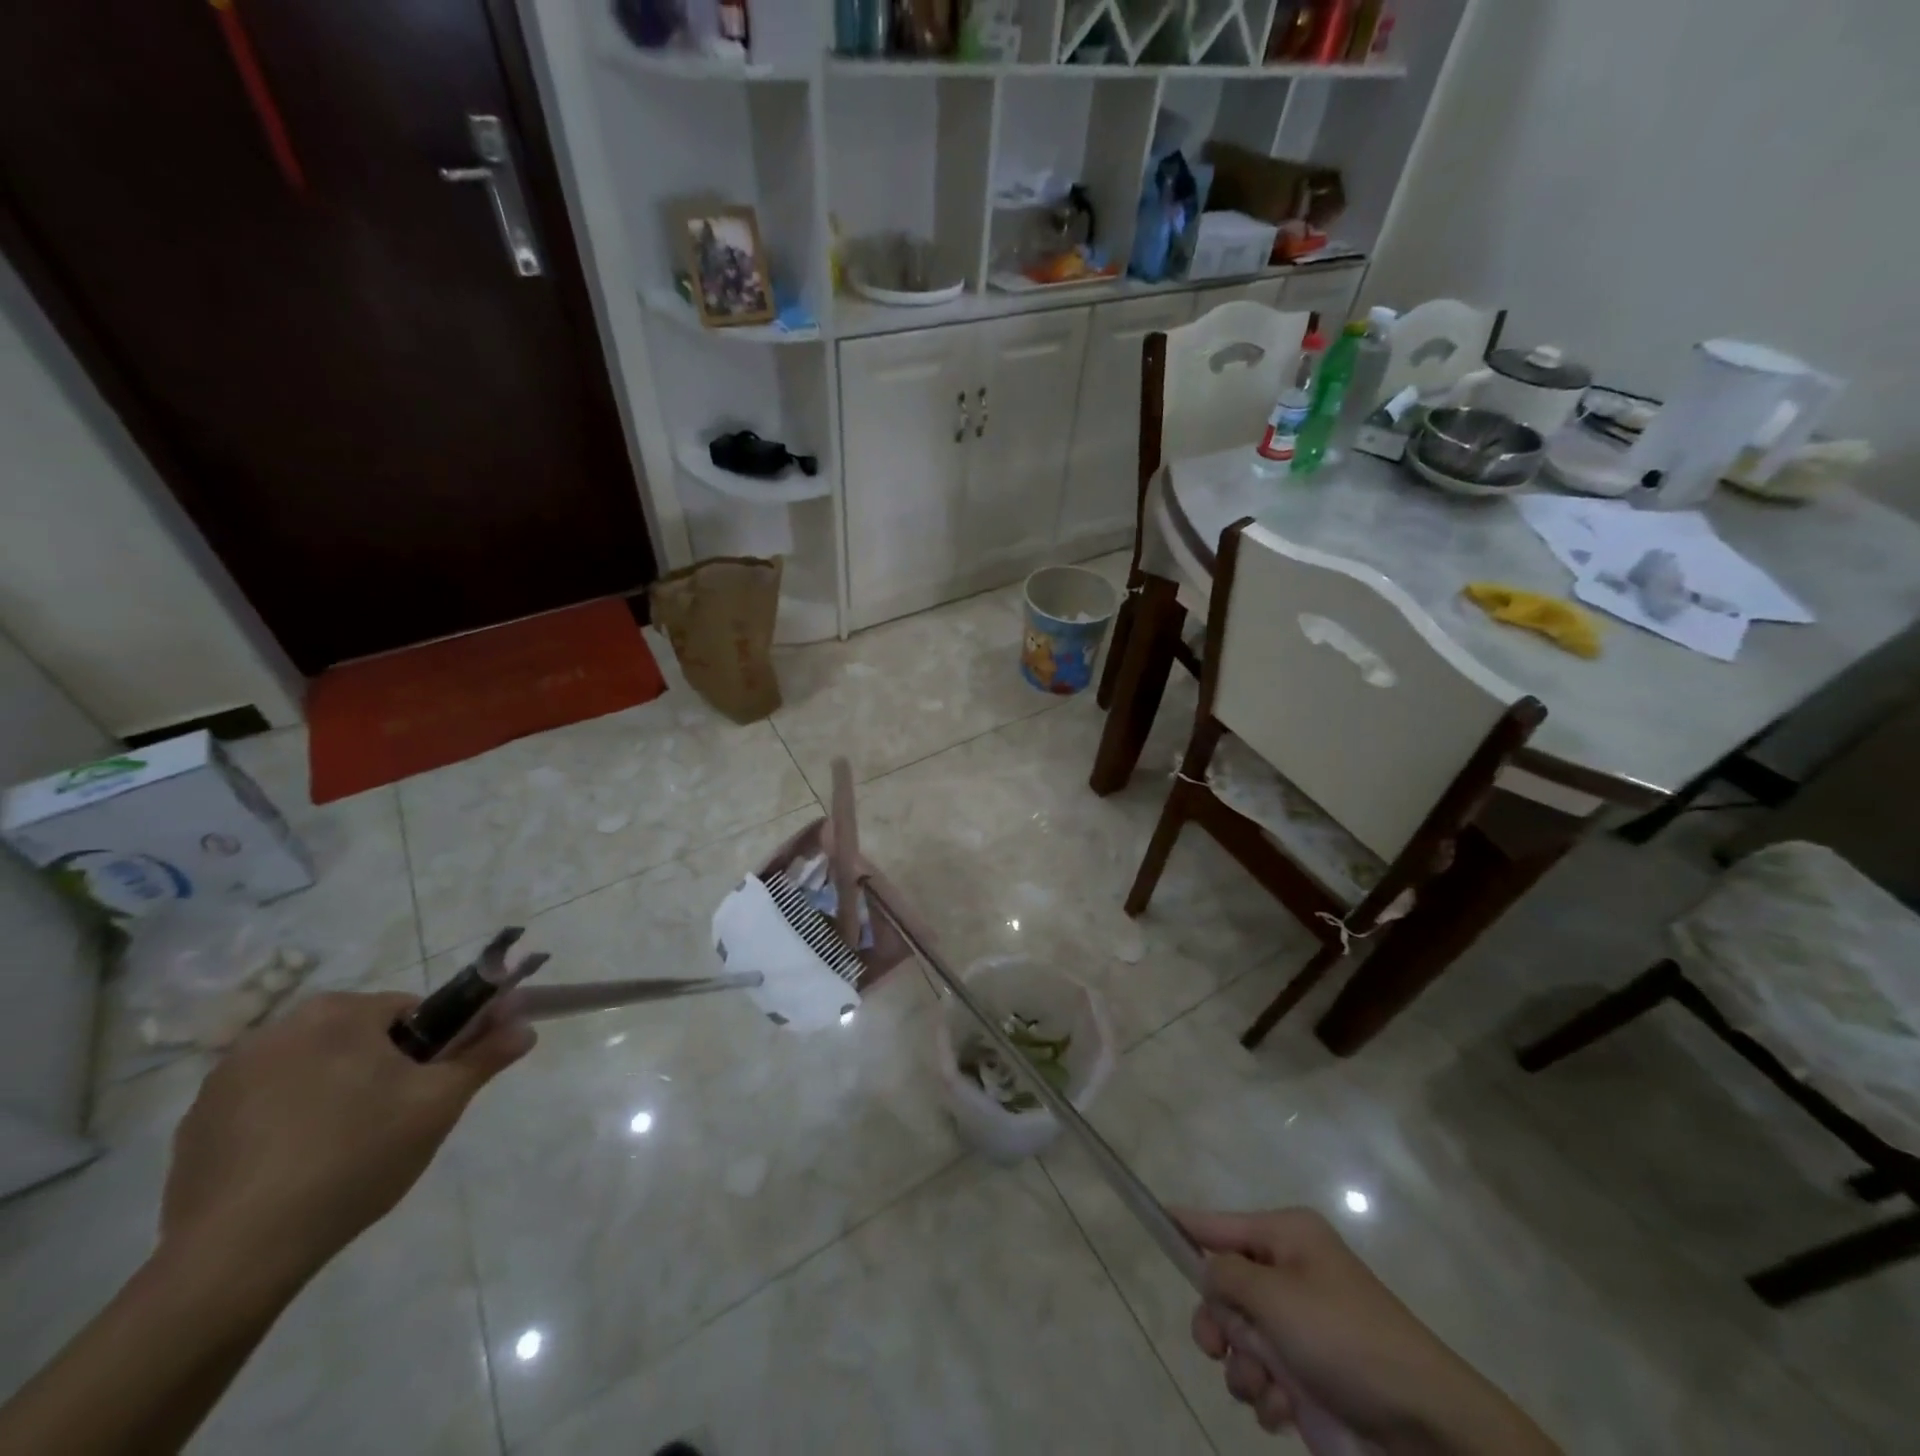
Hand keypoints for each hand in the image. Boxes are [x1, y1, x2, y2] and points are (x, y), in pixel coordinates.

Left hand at [160, 991, 532, 1289]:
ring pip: (314, 1071)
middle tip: (396, 1122)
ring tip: (346, 1152)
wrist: (236, 1256)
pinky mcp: (195, 1126)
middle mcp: (275, 1030)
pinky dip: (290, 1124)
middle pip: (359, 1038)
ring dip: (336, 1095)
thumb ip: (485, 1056)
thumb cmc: (355, 1157)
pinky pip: (267, 1106)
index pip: (410, 1011)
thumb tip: (526, 1026)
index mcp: (336, 1013)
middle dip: (383, 1071)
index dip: (433, 1047)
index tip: (431, 1089)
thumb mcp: (439, 1103)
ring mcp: (225, 1079)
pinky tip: (298, 1170)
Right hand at [1179, 1207, 1556, 1455]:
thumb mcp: (1276, 1296)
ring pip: (1236, 1338)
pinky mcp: (1306, 1379)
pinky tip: (1285, 1407)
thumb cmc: (1345, 1340)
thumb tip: (1206, 1269)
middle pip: (1221, 1287)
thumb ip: (1225, 1277)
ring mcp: (1298, 1330)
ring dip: (1242, 1365)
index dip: (1185, 1225)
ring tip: (1267, 1383)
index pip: (1220, 1223)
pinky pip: (1260, 1378)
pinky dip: (1264, 1394)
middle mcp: (1289, 1276)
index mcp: (1287, 1238)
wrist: (1424, 1431)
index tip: (1151, 1214)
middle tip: (1217, 1346)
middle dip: (1216, 1322)